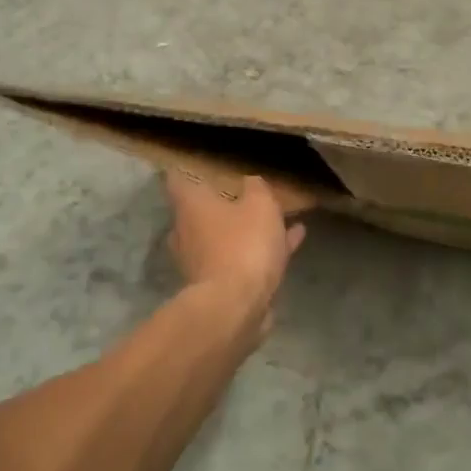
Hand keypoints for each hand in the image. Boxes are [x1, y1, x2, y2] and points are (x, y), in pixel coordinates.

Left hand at [163, 171, 305, 340]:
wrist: (236, 307)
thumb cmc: (242, 244)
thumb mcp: (260, 205)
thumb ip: (256, 188)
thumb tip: (250, 181)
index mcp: (190, 207)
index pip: (177, 179)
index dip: (187, 169)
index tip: (200, 162)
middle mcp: (187, 233)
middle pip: (200, 211)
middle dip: (222, 202)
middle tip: (246, 191)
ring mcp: (200, 261)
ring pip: (225, 236)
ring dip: (248, 227)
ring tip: (280, 216)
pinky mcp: (219, 285)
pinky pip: (242, 258)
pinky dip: (262, 249)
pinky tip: (294, 239)